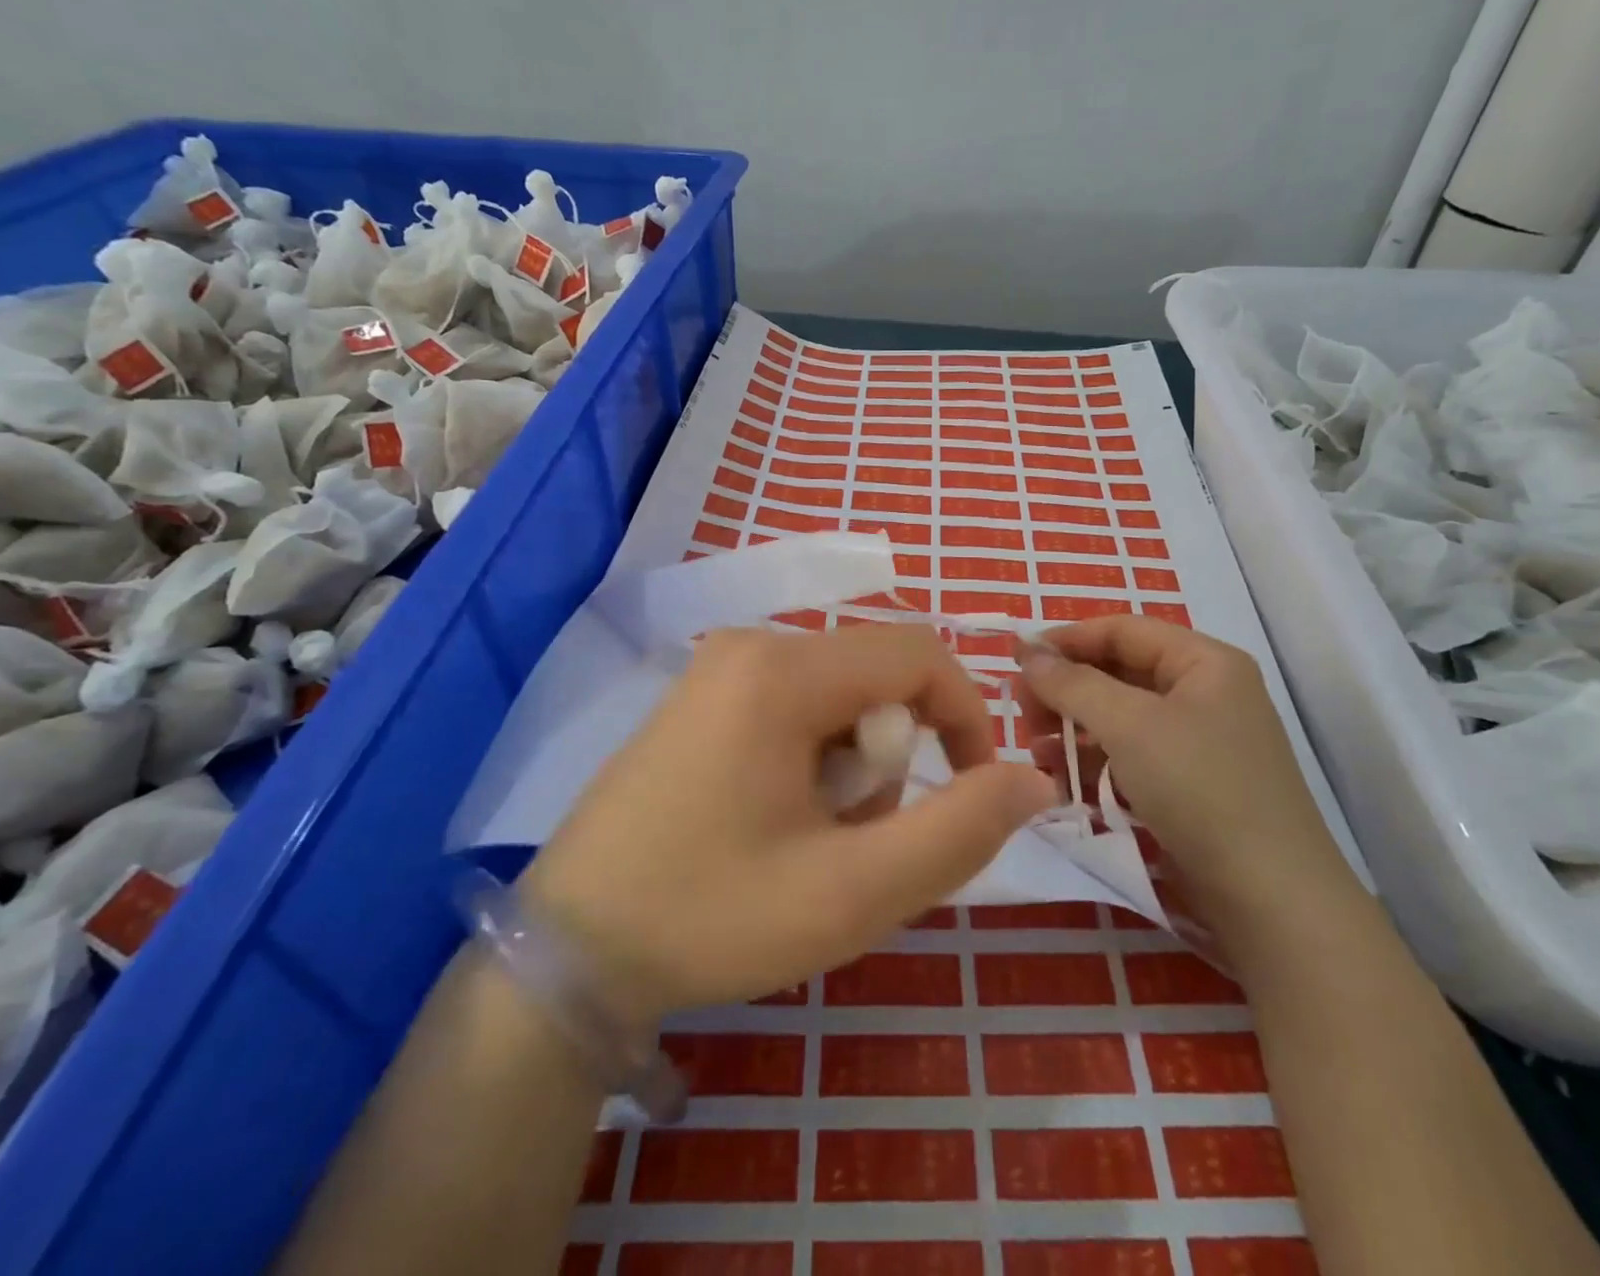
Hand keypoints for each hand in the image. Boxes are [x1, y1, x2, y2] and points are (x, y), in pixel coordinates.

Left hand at [521, 624, 1056, 1025]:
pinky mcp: (699, 698)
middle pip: (876, 678)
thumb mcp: (853, 890)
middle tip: (856, 838)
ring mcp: (717, 669)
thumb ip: (959, 829)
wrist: (566, 953)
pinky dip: (813, 762)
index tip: (973, 790)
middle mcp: (750, 646)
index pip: (919, 653)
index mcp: (783, 671)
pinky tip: (773, 823)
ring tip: (811, 841)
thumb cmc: (711, 917)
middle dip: (895, 757)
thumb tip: (1033, 777)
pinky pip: (794, 708)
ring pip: (839, 697)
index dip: (966, 714)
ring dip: (854, 767)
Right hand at [1015, 616, 1352, 939]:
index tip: (1017, 660)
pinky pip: (1132, 758)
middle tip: (1023, 713)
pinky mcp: (1191, 786)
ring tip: (1035, 751)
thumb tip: (1028, 652)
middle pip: (1119, 673)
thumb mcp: (1129, 725)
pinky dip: (1096, 764)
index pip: (1123, 630)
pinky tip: (1062, 782)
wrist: (1272, 900)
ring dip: (1074, 730)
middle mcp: (1205, 694)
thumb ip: (1072, 683)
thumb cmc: (1200, 789)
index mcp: (1204, 662)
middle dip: (1067, 690)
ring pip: (1121, 718)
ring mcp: (1200, 743)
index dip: (1067, 639)